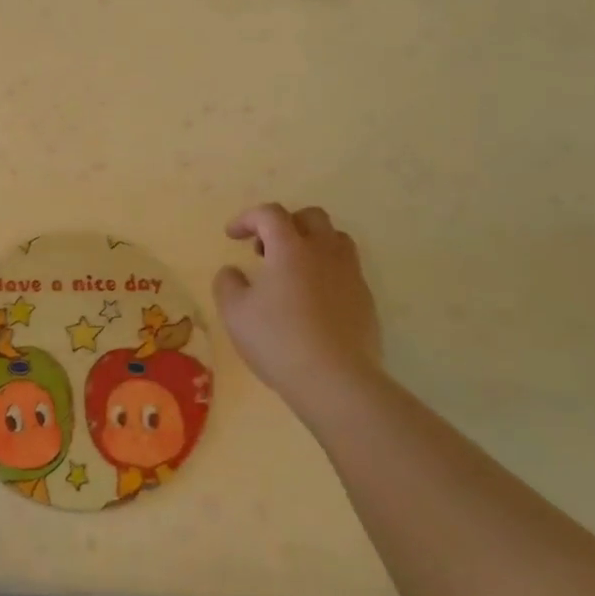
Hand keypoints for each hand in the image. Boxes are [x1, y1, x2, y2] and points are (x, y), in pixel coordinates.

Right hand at [213, 204, 383, 417]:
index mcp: (290, 248)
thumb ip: (228, 283)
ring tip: (293, 270)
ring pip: (335, 240)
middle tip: (265, 250)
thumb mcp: (234, 312)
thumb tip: (233, 272)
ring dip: (311, 244)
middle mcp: (324, 252)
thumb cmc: (278, 340)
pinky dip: (327, 271)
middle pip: (311, 217)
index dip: (247, 218)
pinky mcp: (366, 300)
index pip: (270, 213)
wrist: (336, 381)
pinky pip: (346, 270)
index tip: (232, 236)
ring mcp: (350, 275)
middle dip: (285, 224)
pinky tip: (312, 300)